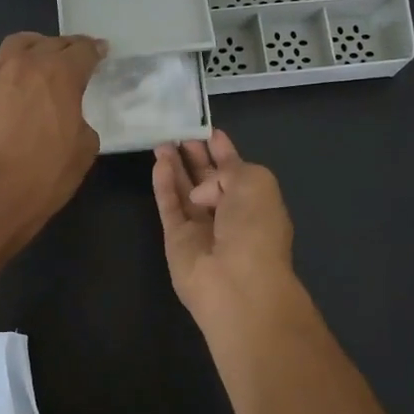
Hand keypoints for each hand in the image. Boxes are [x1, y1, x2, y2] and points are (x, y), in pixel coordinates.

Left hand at [0, 32, 105, 247]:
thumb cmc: (44, 175)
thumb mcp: (84, 150)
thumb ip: (82, 121)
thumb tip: (70, 117)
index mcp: (61, 75)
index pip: (83, 50)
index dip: (96, 50)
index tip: (101, 53)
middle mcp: (26, 64)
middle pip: (50, 42)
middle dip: (67, 48)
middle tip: (73, 60)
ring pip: (15, 43)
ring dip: (32, 47)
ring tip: (36, 60)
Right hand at [152, 130, 298, 324]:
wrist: (237, 282)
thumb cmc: (255, 227)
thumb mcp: (255, 182)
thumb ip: (228, 169)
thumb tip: (202, 189)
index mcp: (255, 200)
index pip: (236, 170)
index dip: (223, 150)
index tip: (210, 131)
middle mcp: (229, 213)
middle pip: (207, 180)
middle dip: (196, 156)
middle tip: (179, 132)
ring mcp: (201, 228)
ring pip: (185, 191)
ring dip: (175, 166)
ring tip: (162, 142)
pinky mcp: (176, 239)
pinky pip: (169, 206)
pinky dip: (163, 185)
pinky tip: (158, 163)